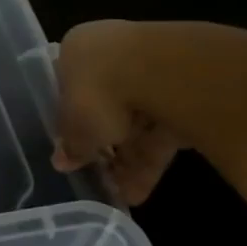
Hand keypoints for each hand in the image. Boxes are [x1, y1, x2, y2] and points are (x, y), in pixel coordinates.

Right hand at [50, 20, 186, 205]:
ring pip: (136, 119)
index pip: (70, 87)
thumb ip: (71, 145)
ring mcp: (150, 66)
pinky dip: (152, 157)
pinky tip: (143, 189)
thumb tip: (61, 160)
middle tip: (101, 177)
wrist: (161, 72)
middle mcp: (111, 50)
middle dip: (105, 146)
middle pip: (105, 104)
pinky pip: (162, 126)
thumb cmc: (98, 91)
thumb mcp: (75, 127)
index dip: (71, 121)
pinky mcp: (185, 88)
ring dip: (129, 159)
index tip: (75, 149)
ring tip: (124, 195)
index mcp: (76, 50)